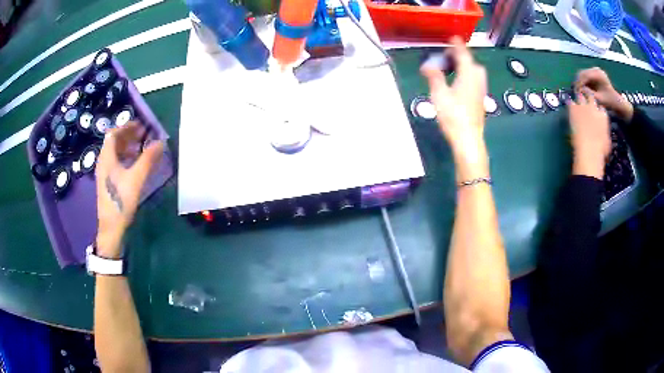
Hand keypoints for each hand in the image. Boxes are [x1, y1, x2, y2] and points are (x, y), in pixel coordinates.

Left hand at [95, 122, 163, 257]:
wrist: (111, 227)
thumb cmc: (121, 200)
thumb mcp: (136, 178)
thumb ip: (148, 159)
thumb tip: (161, 142)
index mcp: (107, 157)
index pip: (114, 133)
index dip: (127, 127)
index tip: (141, 126)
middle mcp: (103, 161)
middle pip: (113, 141)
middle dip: (128, 135)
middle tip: (143, 136)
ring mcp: (103, 172)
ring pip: (114, 152)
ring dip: (127, 146)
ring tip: (140, 148)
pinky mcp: (106, 182)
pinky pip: (114, 162)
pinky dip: (124, 157)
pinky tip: (133, 164)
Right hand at [421, 37, 488, 181]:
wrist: (468, 139)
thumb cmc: (453, 115)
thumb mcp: (439, 94)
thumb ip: (434, 77)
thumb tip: (427, 65)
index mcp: (468, 75)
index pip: (464, 55)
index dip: (457, 45)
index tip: (453, 38)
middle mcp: (477, 81)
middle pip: (472, 63)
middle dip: (462, 57)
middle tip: (449, 58)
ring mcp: (480, 92)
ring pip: (476, 73)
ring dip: (466, 67)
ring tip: (452, 69)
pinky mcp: (480, 101)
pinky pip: (475, 82)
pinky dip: (468, 77)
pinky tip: (458, 84)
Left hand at [568, 88, 610, 179]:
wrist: (589, 151)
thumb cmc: (600, 151)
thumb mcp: (607, 143)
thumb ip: (605, 134)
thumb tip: (604, 137)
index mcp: (603, 117)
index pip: (601, 108)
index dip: (597, 111)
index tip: (595, 114)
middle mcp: (594, 108)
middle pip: (590, 98)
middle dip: (588, 100)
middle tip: (584, 105)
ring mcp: (583, 106)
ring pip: (580, 96)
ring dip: (578, 100)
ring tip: (576, 105)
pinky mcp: (574, 108)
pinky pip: (570, 102)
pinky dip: (569, 104)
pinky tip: (568, 107)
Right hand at [575, 67, 632, 121]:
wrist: (616, 101)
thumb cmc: (609, 101)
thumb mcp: (600, 99)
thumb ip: (590, 94)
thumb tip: (580, 91)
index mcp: (598, 74)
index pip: (585, 75)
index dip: (579, 83)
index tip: (576, 92)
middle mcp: (595, 69)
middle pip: (582, 73)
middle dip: (578, 82)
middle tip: (576, 92)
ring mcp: (594, 71)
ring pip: (582, 74)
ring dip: (579, 82)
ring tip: (578, 92)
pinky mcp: (593, 74)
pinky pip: (584, 77)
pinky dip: (582, 83)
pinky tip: (582, 90)